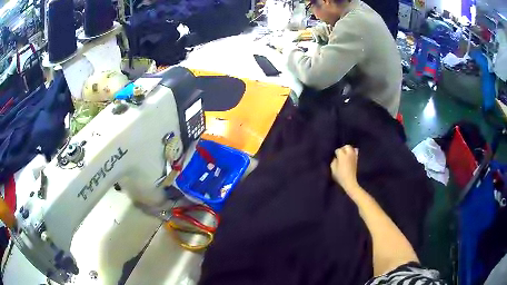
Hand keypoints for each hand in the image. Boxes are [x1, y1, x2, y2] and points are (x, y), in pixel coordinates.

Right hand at [330, 145, 358, 190]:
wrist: (350, 181)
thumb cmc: (340, 176)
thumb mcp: (333, 169)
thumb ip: (334, 161)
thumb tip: (336, 158)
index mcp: (342, 156)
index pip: (338, 150)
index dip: (336, 153)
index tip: (335, 157)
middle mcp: (349, 154)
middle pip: (347, 146)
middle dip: (343, 149)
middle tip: (340, 154)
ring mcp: (354, 156)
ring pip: (352, 148)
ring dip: (348, 150)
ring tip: (345, 154)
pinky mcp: (357, 160)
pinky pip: (356, 152)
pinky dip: (353, 152)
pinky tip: (351, 155)